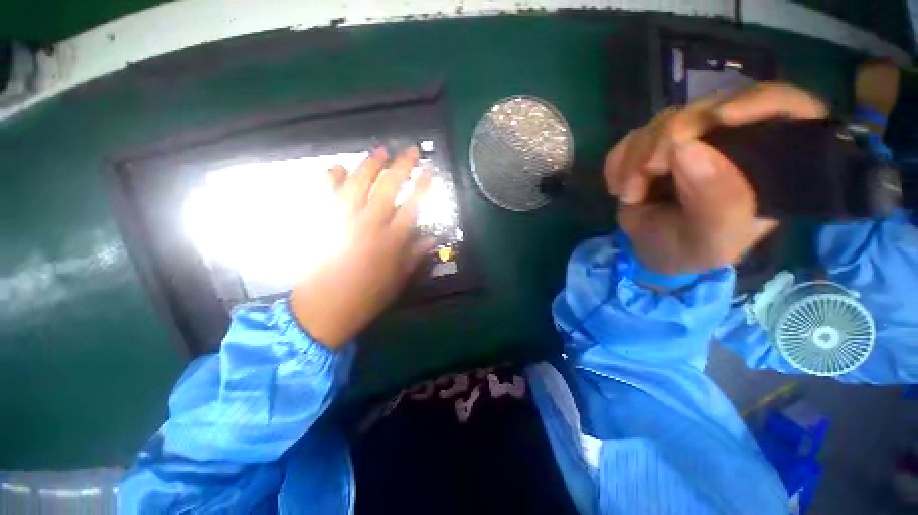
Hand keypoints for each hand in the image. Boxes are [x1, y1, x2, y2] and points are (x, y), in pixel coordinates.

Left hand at [290, 147, 432, 349]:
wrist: (325, 308)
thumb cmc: (368, 296)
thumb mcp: (399, 279)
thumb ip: (415, 255)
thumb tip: (432, 239)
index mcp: (392, 240)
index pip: (413, 205)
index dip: (423, 186)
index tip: (429, 171)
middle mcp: (370, 224)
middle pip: (388, 187)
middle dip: (402, 165)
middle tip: (411, 150)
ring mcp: (344, 220)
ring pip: (359, 182)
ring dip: (370, 164)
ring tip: (380, 151)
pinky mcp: (323, 222)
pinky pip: (326, 192)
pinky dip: (331, 177)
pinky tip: (337, 166)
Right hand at [604, 83, 827, 274]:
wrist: (651, 252)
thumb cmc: (692, 251)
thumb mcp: (712, 240)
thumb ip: (716, 203)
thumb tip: (686, 148)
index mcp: (771, 162)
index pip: (789, 110)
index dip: (760, 102)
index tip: (721, 118)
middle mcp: (733, 140)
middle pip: (711, 108)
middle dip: (670, 137)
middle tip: (648, 170)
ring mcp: (690, 139)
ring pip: (664, 120)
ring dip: (636, 157)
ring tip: (630, 194)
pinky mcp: (654, 144)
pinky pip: (632, 137)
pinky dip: (618, 162)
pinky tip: (620, 188)